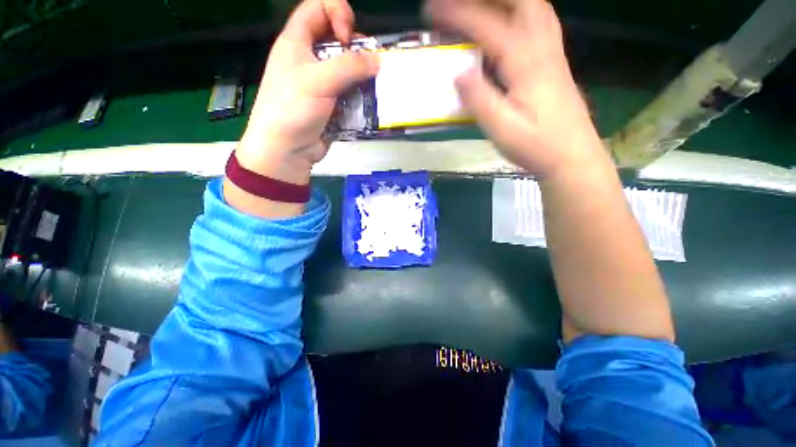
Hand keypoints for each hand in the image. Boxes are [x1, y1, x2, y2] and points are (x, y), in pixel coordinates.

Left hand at [237, 0, 379, 184]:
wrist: (286, 150)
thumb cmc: (293, 109)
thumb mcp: (319, 80)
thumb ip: (349, 66)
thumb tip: (377, 59)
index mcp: (296, 41)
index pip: (317, 7)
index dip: (337, 12)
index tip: (348, 37)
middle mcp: (308, 58)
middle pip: (335, 37)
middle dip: (354, 46)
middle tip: (367, 63)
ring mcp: (320, 83)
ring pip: (345, 67)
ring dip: (361, 74)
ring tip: (372, 85)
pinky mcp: (330, 104)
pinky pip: (349, 91)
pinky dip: (359, 94)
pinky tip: (367, 102)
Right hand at [425, 0, 608, 178]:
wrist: (572, 157)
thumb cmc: (536, 146)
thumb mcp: (502, 130)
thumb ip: (480, 101)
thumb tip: (458, 75)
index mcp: (526, 64)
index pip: (489, 26)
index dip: (459, 13)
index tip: (432, 9)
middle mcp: (543, 48)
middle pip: (522, 0)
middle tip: (461, 4)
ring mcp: (553, 54)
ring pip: (535, 7)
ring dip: (507, 0)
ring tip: (481, 6)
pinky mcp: (555, 64)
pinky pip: (540, 23)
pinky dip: (521, 12)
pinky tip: (509, 23)